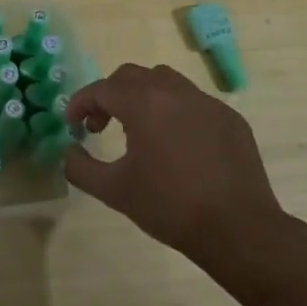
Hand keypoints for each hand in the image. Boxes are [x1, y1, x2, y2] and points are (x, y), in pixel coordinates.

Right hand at [62, 63, 289, 261]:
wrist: (238, 229)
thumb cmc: (169, 207)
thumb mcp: (114, 191)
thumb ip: (80, 167)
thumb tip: (69, 151)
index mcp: (144, 103)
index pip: (101, 89)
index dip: (80, 104)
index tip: (72, 125)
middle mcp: (176, 92)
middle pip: (132, 76)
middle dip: (109, 96)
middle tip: (101, 127)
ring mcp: (207, 103)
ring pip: (166, 82)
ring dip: (143, 97)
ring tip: (139, 130)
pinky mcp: (230, 119)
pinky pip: (194, 102)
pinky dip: (175, 112)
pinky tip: (177, 146)